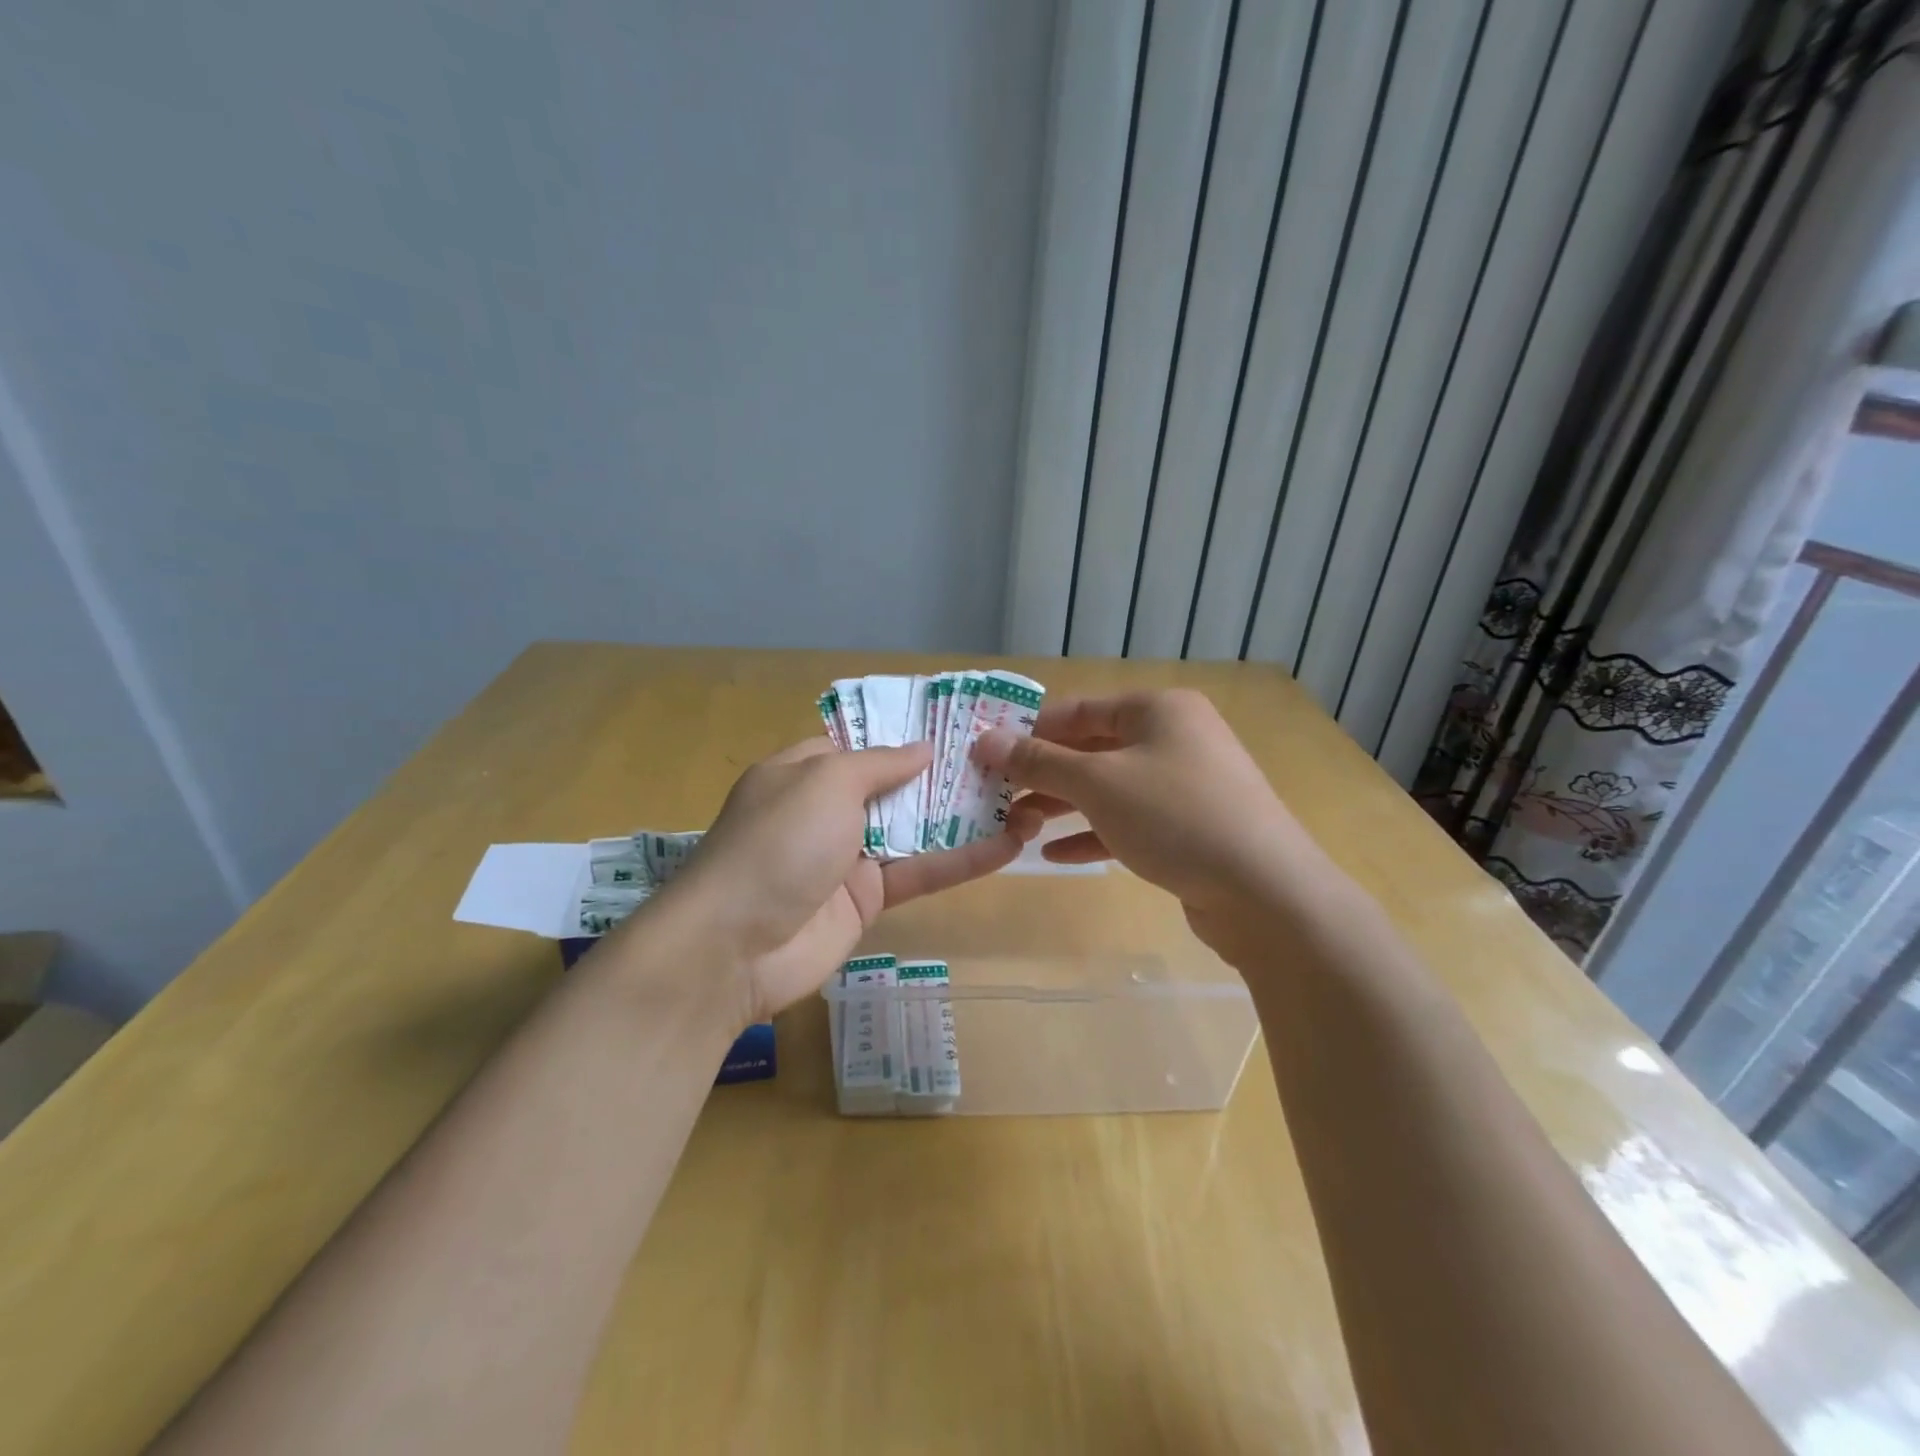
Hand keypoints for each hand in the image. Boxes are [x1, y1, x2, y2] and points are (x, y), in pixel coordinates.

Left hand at [669, 738, 1038, 1024]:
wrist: (734, 947)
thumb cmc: (777, 842)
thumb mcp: (826, 782)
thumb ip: (879, 763)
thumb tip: (923, 747)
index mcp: (804, 772)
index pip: (860, 744)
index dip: (906, 734)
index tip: (958, 724)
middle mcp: (826, 810)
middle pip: (894, 785)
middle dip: (944, 773)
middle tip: (1004, 757)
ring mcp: (849, 856)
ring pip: (915, 829)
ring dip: (964, 816)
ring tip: (1022, 797)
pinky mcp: (868, 900)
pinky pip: (921, 872)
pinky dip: (962, 861)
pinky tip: (1008, 845)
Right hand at [970, 690, 1325, 959]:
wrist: (1264, 891)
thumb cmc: (1174, 816)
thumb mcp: (1097, 783)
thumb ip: (1038, 761)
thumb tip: (985, 741)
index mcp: (1158, 709)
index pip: (1079, 709)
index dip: (1030, 730)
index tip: (987, 753)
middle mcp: (1174, 738)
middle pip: (1093, 749)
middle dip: (1043, 773)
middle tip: (995, 794)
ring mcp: (1186, 785)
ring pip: (1110, 788)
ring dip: (1063, 806)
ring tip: (1016, 826)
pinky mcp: (1190, 828)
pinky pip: (1130, 821)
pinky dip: (1094, 833)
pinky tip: (1056, 855)